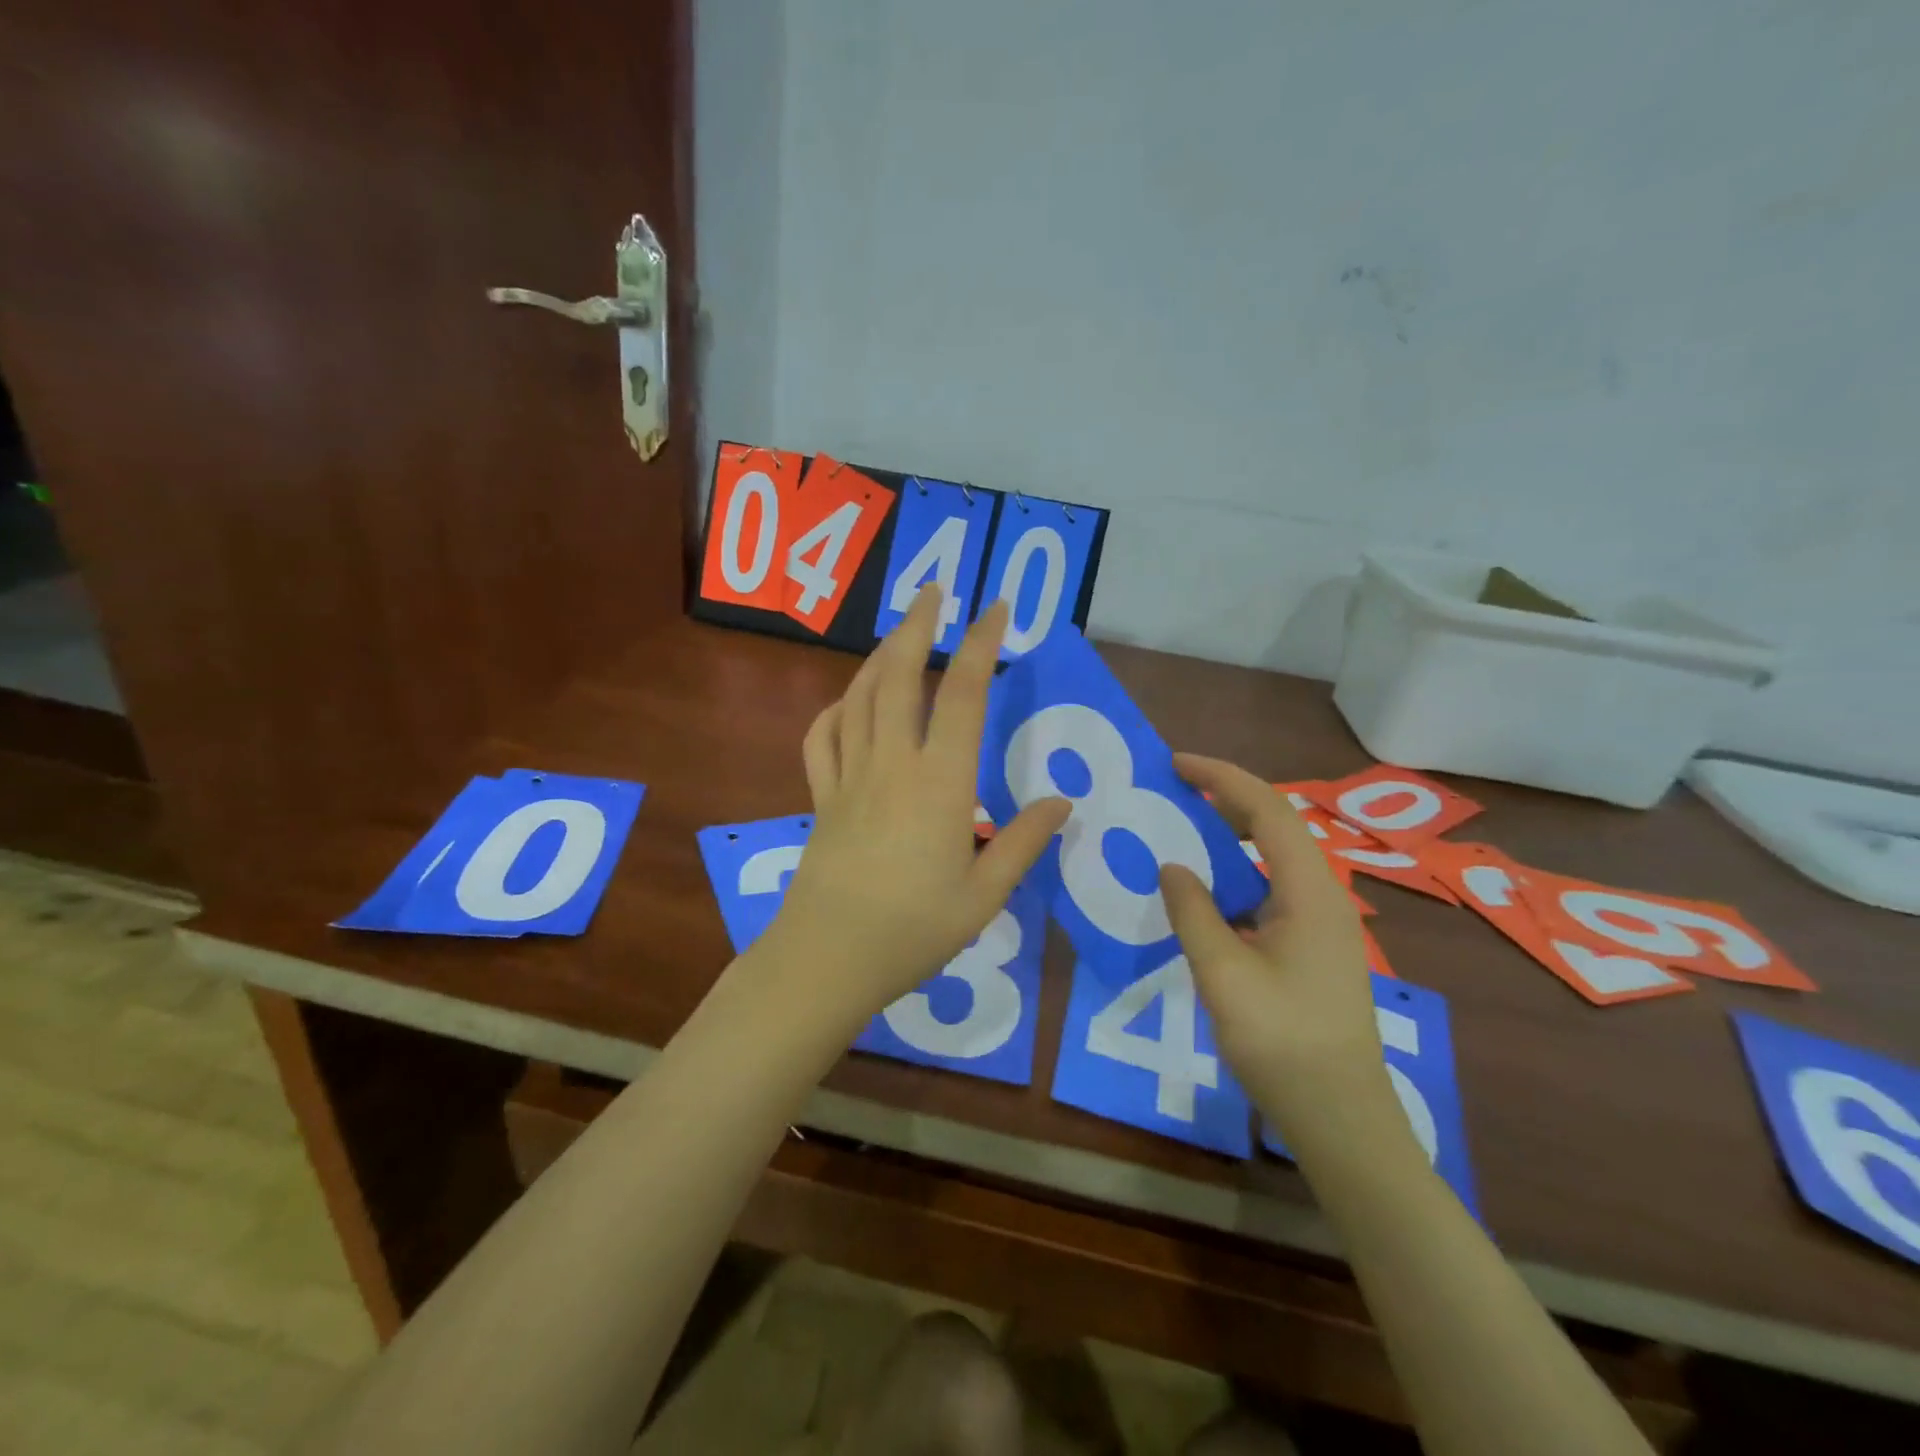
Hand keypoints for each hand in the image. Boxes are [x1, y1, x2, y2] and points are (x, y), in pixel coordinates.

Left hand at [768, 586, 1069, 1024]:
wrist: (828, 959)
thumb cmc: (914, 931)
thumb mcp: (984, 895)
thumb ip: (1023, 843)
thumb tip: (1063, 802)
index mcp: (940, 783)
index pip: (963, 694)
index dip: (980, 644)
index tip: (995, 608)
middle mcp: (892, 764)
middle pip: (899, 676)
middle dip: (918, 626)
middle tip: (934, 591)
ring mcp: (849, 777)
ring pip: (859, 697)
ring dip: (878, 656)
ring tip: (899, 634)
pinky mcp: (821, 797)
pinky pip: (822, 737)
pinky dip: (836, 708)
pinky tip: (849, 703)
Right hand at [1159, 755, 1396, 1148]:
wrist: (1341, 1118)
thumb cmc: (1283, 1042)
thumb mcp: (1223, 974)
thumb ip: (1193, 912)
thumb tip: (1172, 866)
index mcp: (1310, 891)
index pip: (1267, 810)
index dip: (1221, 778)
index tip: (1175, 763)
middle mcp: (1324, 896)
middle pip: (1276, 825)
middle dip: (1226, 796)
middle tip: (1174, 786)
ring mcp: (1323, 923)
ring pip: (1276, 856)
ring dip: (1232, 831)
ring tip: (1185, 823)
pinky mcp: (1314, 947)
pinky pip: (1273, 886)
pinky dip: (1238, 869)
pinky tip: (1209, 886)